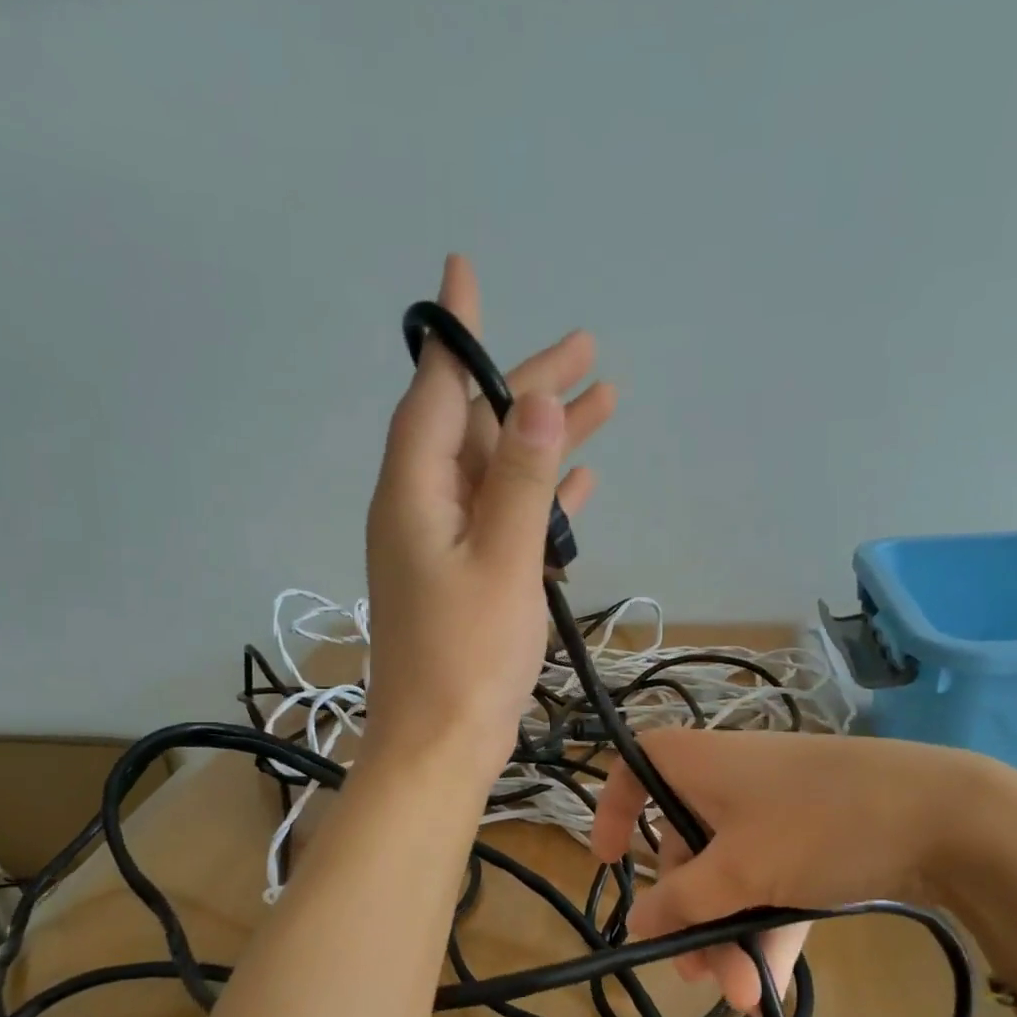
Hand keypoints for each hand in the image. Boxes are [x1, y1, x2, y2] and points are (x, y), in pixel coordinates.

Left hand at [364, 255, 614, 775]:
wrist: (442, 744)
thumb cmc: (467, 657)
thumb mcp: (501, 562)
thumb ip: (519, 481)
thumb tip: (532, 400)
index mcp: (414, 493)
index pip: (434, 393)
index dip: (455, 335)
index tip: (464, 272)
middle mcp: (422, 508)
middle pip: (476, 427)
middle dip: (526, 387)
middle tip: (587, 350)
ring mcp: (445, 544)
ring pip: (498, 471)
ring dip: (544, 439)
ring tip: (603, 402)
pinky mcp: (468, 576)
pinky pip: (506, 517)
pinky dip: (539, 496)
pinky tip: (578, 481)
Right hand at [588, 729, 999, 1013]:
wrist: (947, 816)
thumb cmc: (817, 826)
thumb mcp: (739, 871)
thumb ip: (681, 901)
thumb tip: (635, 923)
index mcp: (697, 765)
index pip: (633, 770)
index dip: (612, 812)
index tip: (610, 862)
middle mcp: (728, 781)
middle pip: (685, 847)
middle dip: (692, 917)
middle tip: (697, 975)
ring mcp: (773, 810)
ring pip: (732, 873)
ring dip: (732, 936)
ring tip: (745, 999)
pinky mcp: (812, 836)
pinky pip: (771, 880)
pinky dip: (769, 927)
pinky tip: (775, 989)